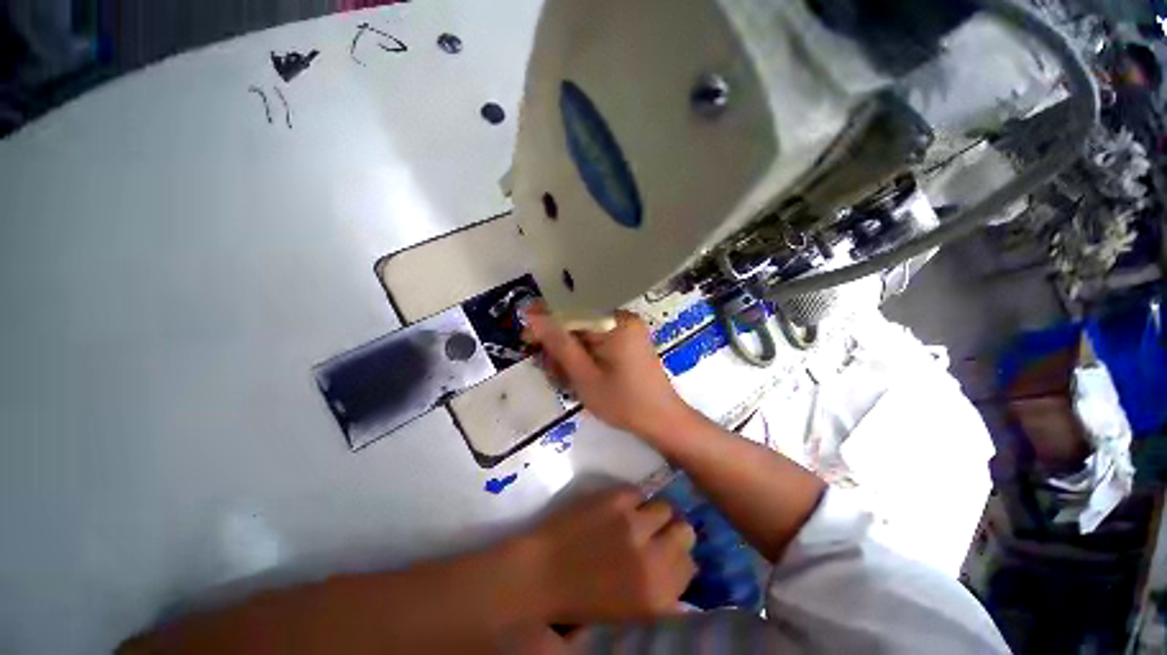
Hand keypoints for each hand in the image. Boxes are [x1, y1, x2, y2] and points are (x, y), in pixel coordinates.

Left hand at [521, 486, 695, 622]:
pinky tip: (619, 508)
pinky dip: (633, 500)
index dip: (679, 558)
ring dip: (655, 514)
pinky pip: (639, 493)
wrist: (541, 572)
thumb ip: (660, 591)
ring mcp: (634, 523)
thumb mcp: (630, 610)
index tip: (668, 554)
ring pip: (666, 507)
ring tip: (638, 518)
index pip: (690, 566)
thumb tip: (679, 569)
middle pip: (685, 531)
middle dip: (674, 532)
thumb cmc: (582, 601)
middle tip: (657, 533)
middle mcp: (653, 557)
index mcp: (658, 594)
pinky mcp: (616, 498)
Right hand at [524, 303, 699, 441]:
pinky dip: (586, 357)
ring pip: (586, 335)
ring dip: (571, 355)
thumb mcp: (584, 375)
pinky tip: (581, 376)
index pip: (570, 313)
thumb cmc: (623, 402)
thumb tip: (534, 315)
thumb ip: (559, 344)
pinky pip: (598, 342)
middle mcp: (622, 318)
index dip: (545, 326)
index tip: (527, 341)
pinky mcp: (629, 341)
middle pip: (578, 324)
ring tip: (567, 380)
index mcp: (614, 322)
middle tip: (554, 374)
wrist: (662, 420)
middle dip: (560, 347)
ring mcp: (627, 330)